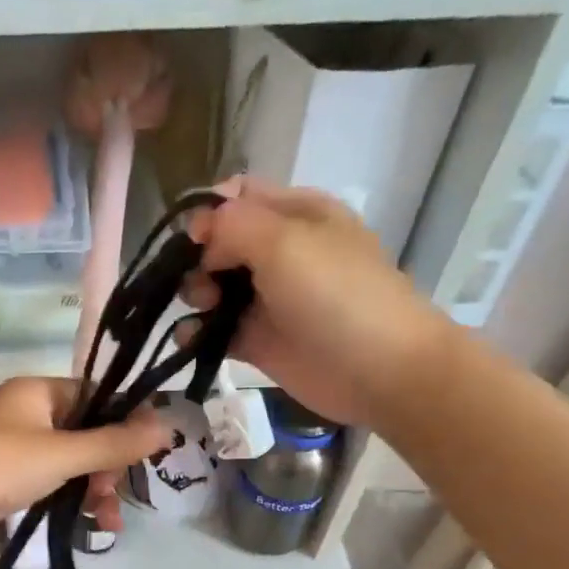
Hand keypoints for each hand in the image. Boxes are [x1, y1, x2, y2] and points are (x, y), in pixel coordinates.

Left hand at [0, 378, 171, 552]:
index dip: (123, 423)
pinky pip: (49, 480)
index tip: (143, 456)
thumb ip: (114, 443)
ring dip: (92, 488)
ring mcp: (13, 444)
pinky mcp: (4, 475)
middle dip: (107, 467)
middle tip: (114, 497)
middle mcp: (26, 411)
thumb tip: (168, 426)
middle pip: (85, 432)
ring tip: (107, 524)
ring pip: (68, 460)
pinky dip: (68, 498)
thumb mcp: (62, 454)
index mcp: (38, 391)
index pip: (96, 396)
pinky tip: (87, 523)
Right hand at [181, 179, 454, 426]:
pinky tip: (190, 338)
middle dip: (197, 258)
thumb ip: (232, 224)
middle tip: (204, 281)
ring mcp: (267, 298)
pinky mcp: (257, 340)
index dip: (209, 212)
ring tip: (203, 309)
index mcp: (296, 214)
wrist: (378, 371)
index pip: (238, 198)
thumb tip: (199, 232)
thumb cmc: (335, 295)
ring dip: (194, 294)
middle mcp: (279, 252)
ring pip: (212, 286)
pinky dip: (195, 332)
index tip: (194, 239)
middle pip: (218, 243)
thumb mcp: (284, 241)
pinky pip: (214, 329)